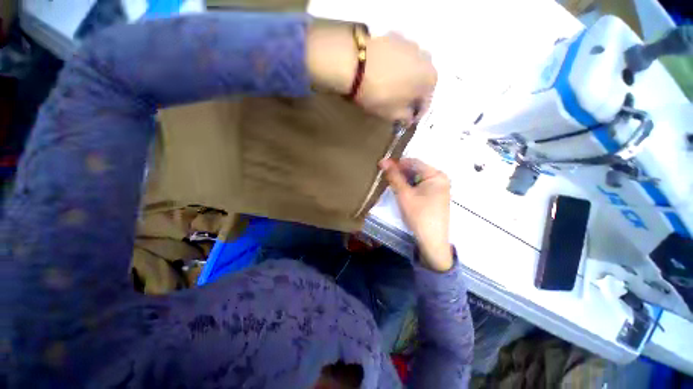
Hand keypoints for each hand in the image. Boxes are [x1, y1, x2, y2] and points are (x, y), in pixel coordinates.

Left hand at [306, 24, 435, 123]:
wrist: (355, 63)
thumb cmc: (379, 94)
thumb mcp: (393, 114)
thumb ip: (405, 117)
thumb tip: (409, 118)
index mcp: (430, 80)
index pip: (426, 103)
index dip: (416, 115)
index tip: (406, 121)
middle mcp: (427, 58)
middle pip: (421, 83)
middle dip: (412, 95)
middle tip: (399, 105)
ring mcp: (411, 44)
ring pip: (412, 68)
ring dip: (405, 79)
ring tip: (391, 88)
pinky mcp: (395, 36)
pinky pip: (400, 57)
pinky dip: (395, 67)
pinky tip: (384, 73)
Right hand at [380, 158, 452, 271]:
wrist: (432, 241)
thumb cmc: (419, 215)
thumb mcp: (404, 194)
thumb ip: (394, 176)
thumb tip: (383, 161)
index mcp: (436, 175)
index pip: (413, 162)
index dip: (396, 162)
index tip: (381, 165)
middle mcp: (440, 179)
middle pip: (416, 170)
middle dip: (399, 172)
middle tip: (384, 174)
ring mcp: (438, 188)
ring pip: (416, 179)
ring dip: (403, 179)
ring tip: (389, 181)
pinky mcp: (435, 197)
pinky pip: (420, 186)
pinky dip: (409, 186)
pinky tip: (400, 190)